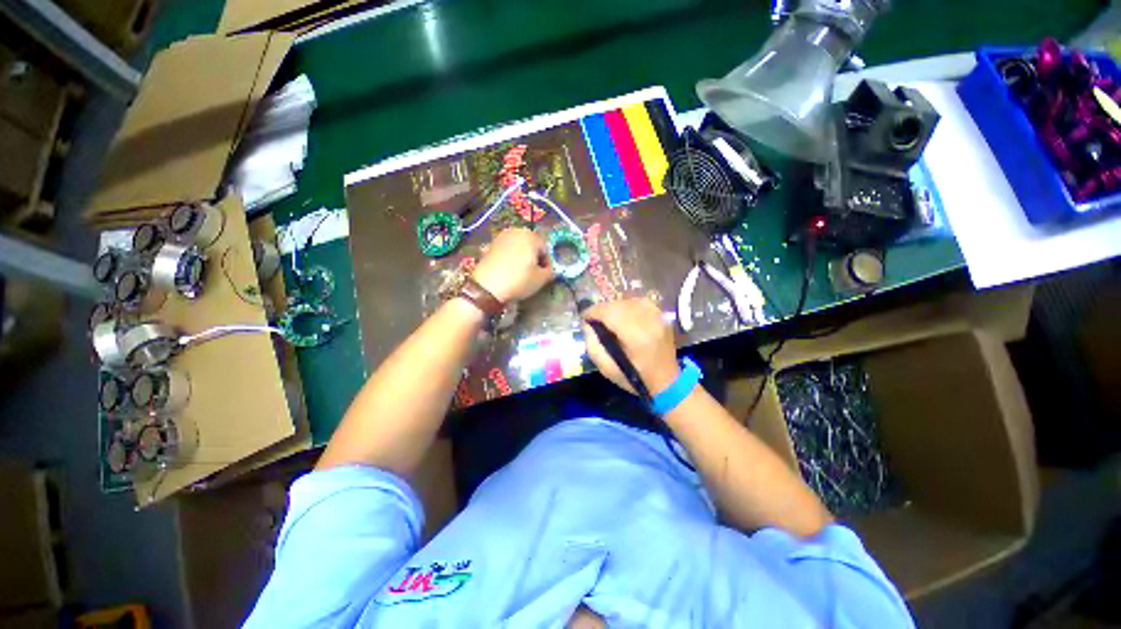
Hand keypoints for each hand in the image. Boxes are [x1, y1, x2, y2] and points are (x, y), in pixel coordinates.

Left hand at [472, 228, 552, 302]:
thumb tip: (549, 269)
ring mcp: (501, 237)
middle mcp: (516, 231)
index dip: (547, 262)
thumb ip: (550, 271)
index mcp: (531, 236)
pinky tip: (508, 271)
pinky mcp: (490, 245)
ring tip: (520, 272)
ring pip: (517, 246)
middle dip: (534, 257)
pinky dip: (509, 258)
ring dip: (521, 257)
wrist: (487, 286)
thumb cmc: (519, 280)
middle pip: (531, 244)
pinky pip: (506, 250)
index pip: (545, 248)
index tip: (544, 274)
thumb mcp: (541, 279)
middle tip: (533, 273)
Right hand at [582, 298, 679, 394]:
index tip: (584, 317)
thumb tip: (587, 325)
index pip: (610, 313)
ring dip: (615, 306)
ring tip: (608, 317)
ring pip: (630, 300)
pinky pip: (641, 302)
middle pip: (619, 304)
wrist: (666, 382)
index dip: (593, 311)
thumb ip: (593, 345)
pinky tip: (624, 314)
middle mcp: (649, 321)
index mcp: (636, 337)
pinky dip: (629, 305)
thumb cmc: (635, 378)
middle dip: (603, 309)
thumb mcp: (607, 369)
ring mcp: (658, 317)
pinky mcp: (662, 316)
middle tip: (594, 319)